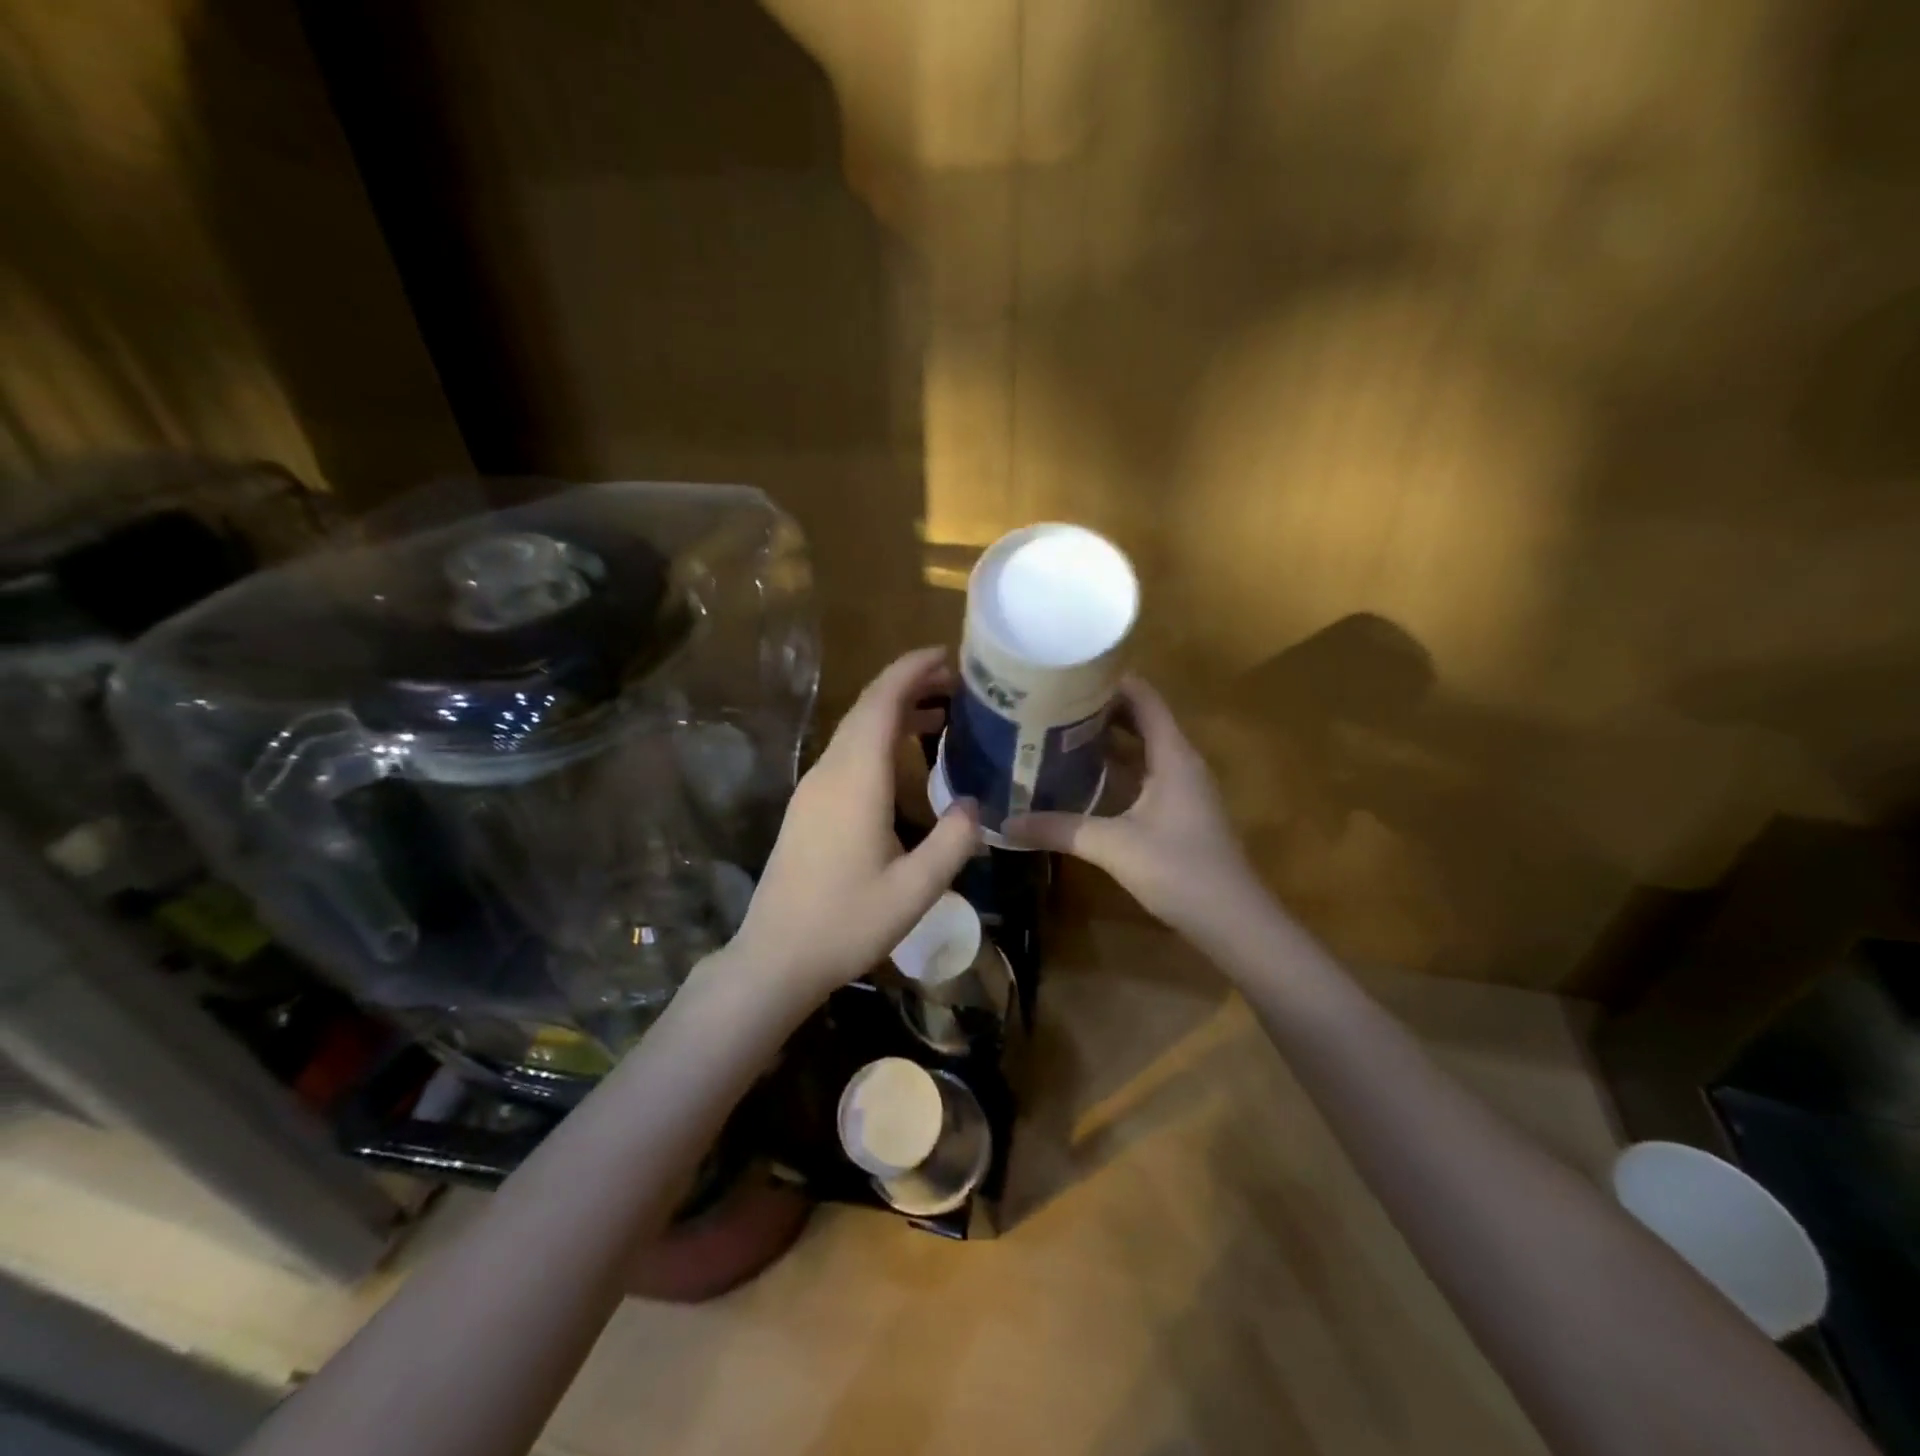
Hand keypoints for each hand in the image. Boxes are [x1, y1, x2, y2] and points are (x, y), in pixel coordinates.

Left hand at [726, 648, 981, 1006]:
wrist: (776, 957)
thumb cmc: (847, 923)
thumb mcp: (916, 889)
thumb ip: (953, 841)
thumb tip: (975, 804)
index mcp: (856, 780)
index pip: (882, 703)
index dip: (912, 670)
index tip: (946, 654)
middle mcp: (830, 772)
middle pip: (868, 709)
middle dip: (910, 686)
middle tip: (958, 685)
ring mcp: (813, 789)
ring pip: (855, 731)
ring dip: (895, 713)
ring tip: (941, 715)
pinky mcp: (808, 807)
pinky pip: (846, 754)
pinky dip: (879, 739)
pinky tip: (904, 760)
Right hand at [1004, 678, 1260, 933]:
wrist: (1233, 921)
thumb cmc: (1179, 871)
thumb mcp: (1113, 847)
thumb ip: (1060, 830)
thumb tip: (1006, 823)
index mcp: (1173, 755)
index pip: (1143, 698)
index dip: (1109, 680)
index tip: (1067, 673)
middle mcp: (1181, 762)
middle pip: (1142, 718)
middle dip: (1100, 708)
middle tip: (1052, 703)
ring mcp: (1184, 787)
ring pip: (1143, 747)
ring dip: (1108, 738)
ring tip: (1060, 732)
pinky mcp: (1180, 811)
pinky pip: (1145, 772)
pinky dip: (1117, 767)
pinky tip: (1085, 778)